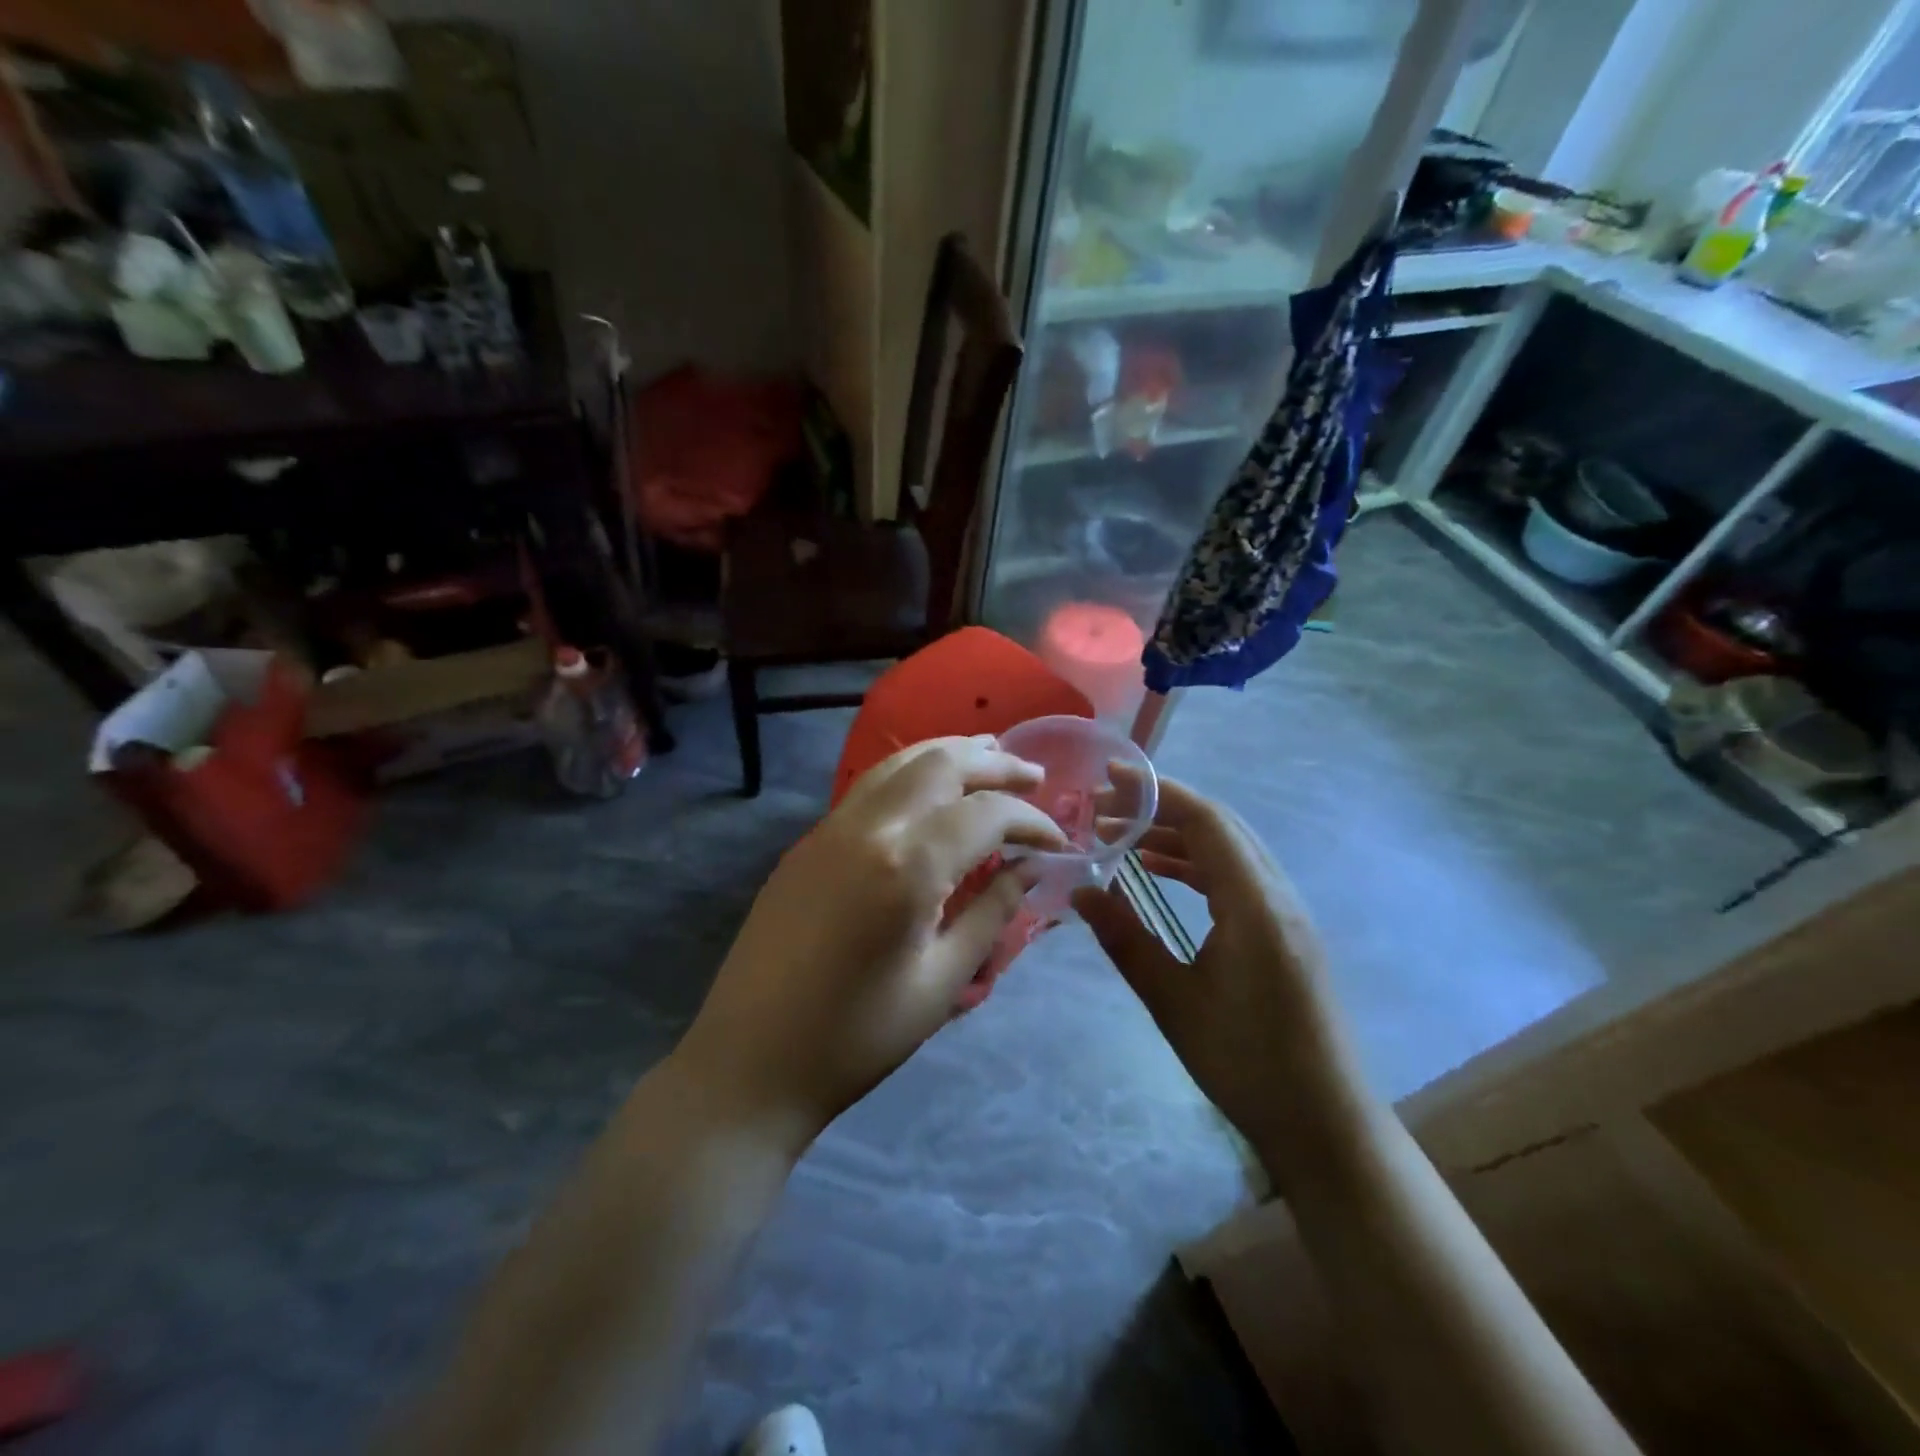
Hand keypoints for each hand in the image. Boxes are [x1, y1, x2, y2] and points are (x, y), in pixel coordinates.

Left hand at [676, 736, 1064, 1147]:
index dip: (1031, 820)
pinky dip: (912, 771)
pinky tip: (930, 788)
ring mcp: (831, 827)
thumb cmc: (857, 1037)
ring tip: (989, 756)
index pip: (986, 814)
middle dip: (995, 764)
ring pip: (900, 762)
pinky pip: (870, 785)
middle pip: (942, 765)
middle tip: (1034, 776)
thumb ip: (992, 913)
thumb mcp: (941, 982)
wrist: (750, 1060)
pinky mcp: (809, 840)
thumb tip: (1030, 869)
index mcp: (907, 866)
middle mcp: (868, 827)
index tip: (1058, 841)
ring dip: (950, 753)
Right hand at [1072, 779, 1363, 1176]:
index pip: (1206, 822)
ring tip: (1121, 839)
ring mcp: (1286, 913)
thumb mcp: (1173, 1002)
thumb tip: (1079, 891)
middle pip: (1219, 826)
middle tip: (1103, 810)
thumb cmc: (1247, 1065)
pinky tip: (1160, 874)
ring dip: (1176, 836)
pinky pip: (1236, 877)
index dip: (1157, 792)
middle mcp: (1277, 896)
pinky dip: (1195, 864)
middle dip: (1160, 809)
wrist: (1326, 1126)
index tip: (1109, 779)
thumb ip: (1126, 939)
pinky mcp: (1284, 932)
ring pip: (1228, 850)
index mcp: (1255, 905)